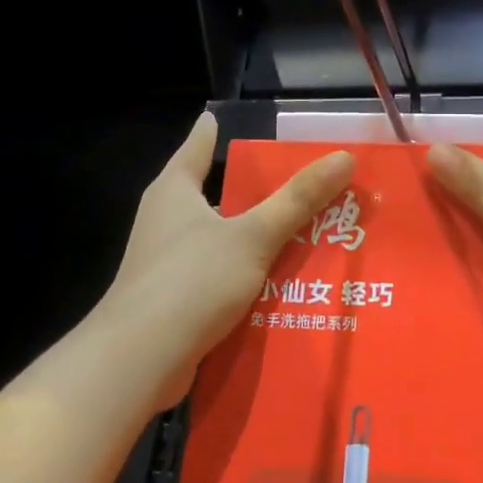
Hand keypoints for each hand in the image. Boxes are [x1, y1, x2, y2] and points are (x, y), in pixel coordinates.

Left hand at [98, 112, 352, 407]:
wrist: (139, 361)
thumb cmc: (191, 281)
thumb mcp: (253, 236)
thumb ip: (297, 200)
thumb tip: (343, 158)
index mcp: (175, 190)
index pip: (200, 144)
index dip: (220, 130)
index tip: (247, 121)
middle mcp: (166, 219)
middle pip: (219, 193)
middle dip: (259, 191)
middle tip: (307, 184)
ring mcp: (167, 260)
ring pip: (223, 237)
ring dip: (258, 237)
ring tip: (308, 232)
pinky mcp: (175, 297)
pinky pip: (221, 274)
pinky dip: (248, 274)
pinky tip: (283, 283)